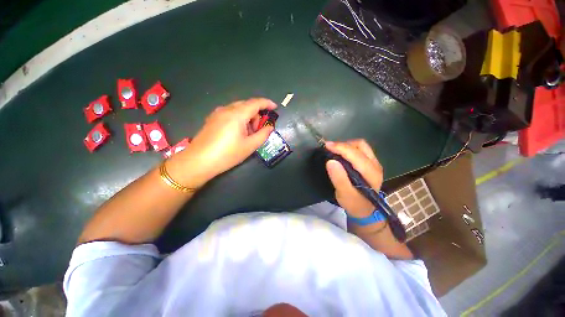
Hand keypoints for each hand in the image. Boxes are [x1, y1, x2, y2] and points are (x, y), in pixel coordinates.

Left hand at [167, 98, 275, 187]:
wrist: (198, 162)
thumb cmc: (227, 154)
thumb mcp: (249, 146)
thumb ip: (263, 135)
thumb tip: (270, 127)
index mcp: (237, 114)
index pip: (255, 103)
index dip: (267, 103)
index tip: (275, 107)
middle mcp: (226, 109)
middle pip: (246, 105)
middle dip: (256, 115)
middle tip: (259, 130)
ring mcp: (217, 113)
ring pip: (238, 109)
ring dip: (247, 118)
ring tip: (247, 134)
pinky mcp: (212, 119)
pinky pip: (229, 114)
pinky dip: (238, 119)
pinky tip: (236, 133)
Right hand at [324, 139, 382, 217]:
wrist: (365, 210)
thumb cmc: (354, 204)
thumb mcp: (344, 195)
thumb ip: (339, 179)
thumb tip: (330, 161)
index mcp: (371, 173)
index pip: (356, 155)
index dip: (341, 148)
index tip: (327, 146)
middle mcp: (375, 165)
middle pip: (360, 146)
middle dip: (343, 145)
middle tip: (329, 148)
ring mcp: (374, 163)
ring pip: (361, 146)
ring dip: (346, 145)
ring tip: (334, 150)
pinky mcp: (370, 163)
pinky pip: (360, 149)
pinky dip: (349, 148)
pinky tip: (341, 153)